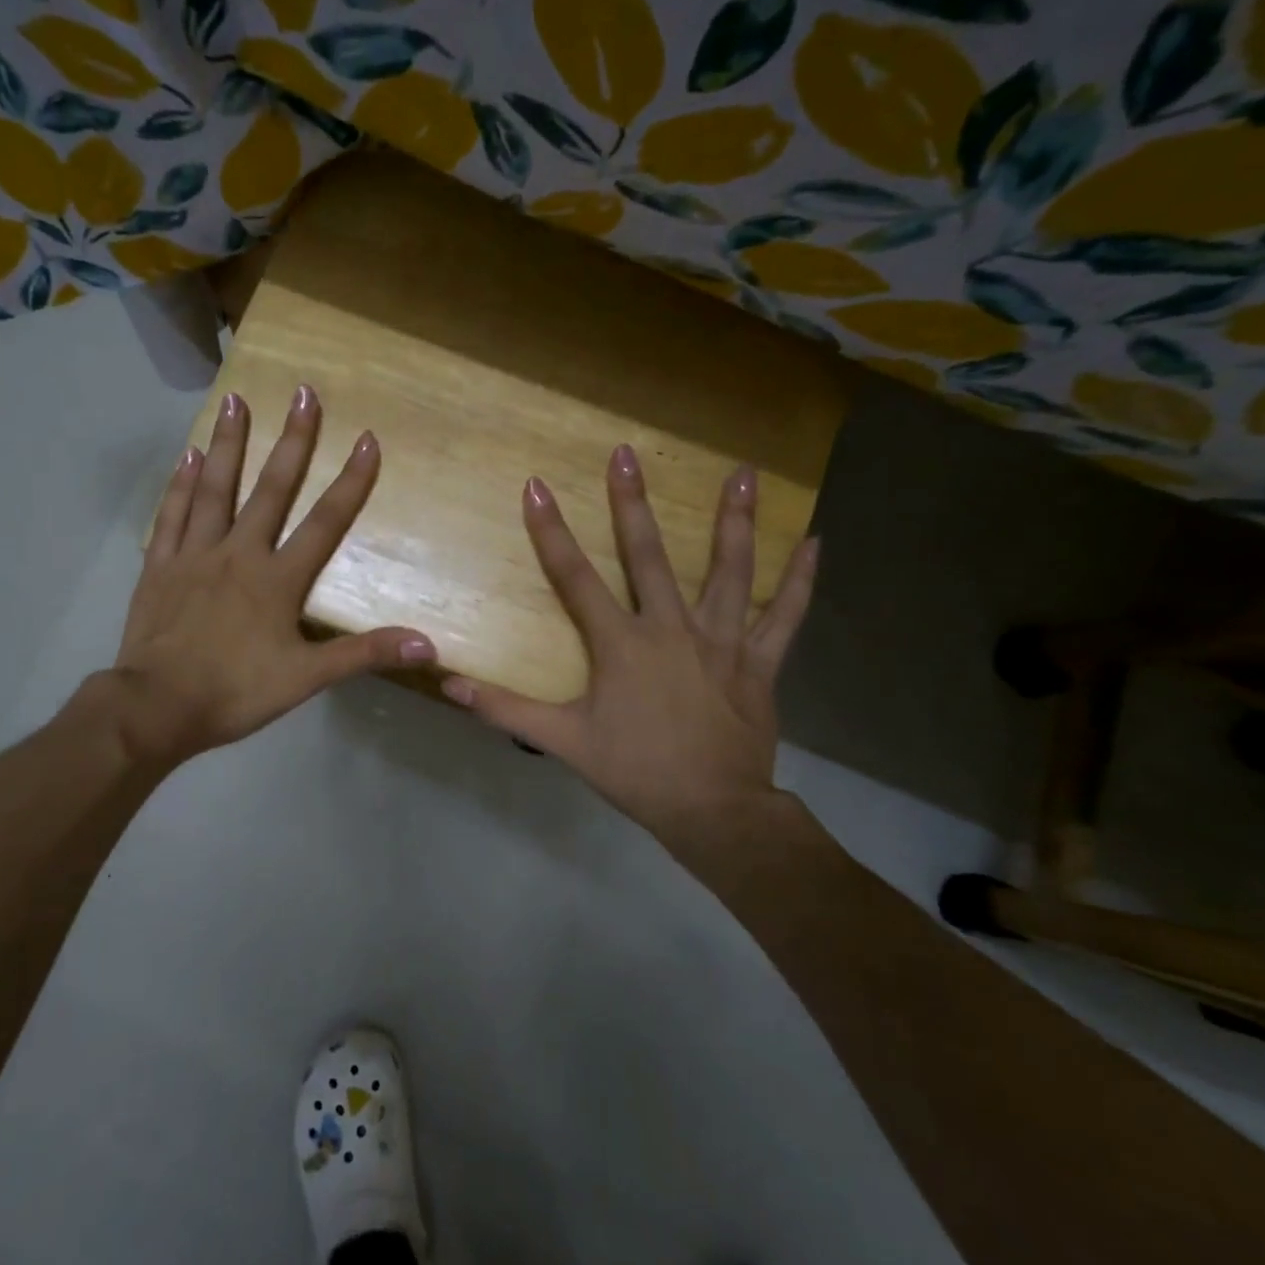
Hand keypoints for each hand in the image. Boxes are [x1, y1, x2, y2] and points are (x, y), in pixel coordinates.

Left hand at [106, 387, 436, 768]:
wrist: (157, 707)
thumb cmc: (235, 692)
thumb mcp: (307, 679)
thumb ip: (364, 654)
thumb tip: (428, 644)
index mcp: (277, 579)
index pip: (324, 522)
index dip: (351, 481)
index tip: (369, 440)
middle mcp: (238, 553)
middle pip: (270, 489)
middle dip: (292, 441)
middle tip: (302, 392)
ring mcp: (194, 555)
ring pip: (214, 489)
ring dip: (228, 443)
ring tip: (235, 400)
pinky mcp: (159, 565)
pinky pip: (171, 515)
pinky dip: (179, 484)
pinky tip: (187, 456)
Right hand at [440, 448, 818, 844]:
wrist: (713, 811)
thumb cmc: (635, 771)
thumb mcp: (563, 741)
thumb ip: (506, 710)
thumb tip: (449, 686)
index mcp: (621, 644)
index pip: (575, 578)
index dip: (552, 532)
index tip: (537, 487)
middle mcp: (671, 628)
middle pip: (648, 556)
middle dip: (632, 503)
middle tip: (627, 453)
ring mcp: (721, 641)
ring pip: (729, 571)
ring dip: (734, 521)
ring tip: (743, 472)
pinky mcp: (758, 662)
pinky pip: (784, 615)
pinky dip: (800, 581)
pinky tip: (816, 542)